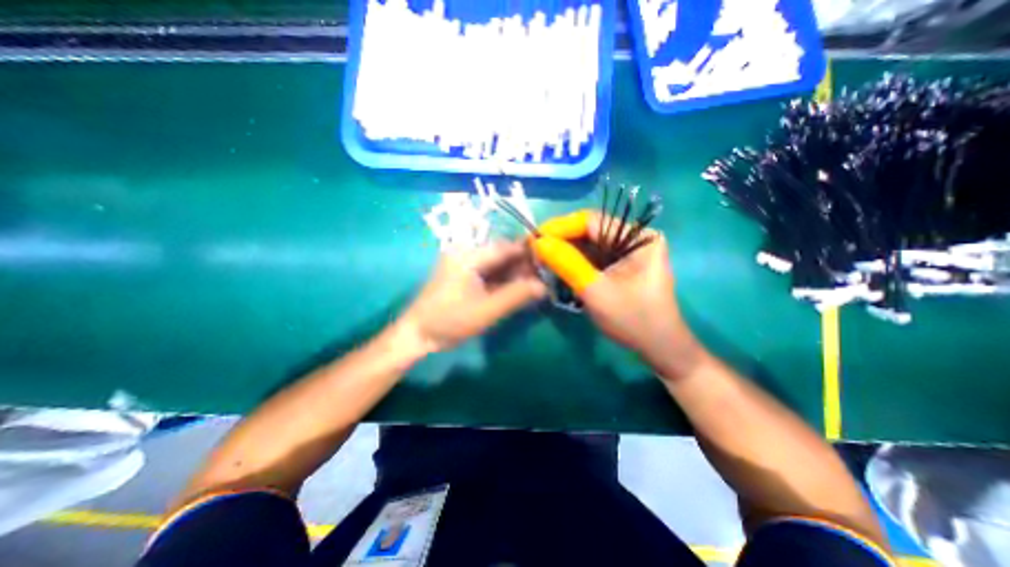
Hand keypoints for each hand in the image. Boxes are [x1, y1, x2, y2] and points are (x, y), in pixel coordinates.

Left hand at [400, 238, 547, 354]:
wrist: (417, 334)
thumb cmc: (450, 321)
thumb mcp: (487, 311)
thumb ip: (516, 296)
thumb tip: (543, 286)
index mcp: (468, 257)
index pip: (505, 248)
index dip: (528, 253)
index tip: (548, 260)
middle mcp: (465, 254)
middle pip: (501, 254)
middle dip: (523, 265)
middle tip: (543, 277)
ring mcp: (462, 263)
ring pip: (496, 263)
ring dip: (514, 273)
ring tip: (534, 283)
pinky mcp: (462, 274)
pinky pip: (488, 272)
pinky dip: (502, 279)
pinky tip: (516, 287)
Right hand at [532, 210, 702, 378]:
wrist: (659, 349)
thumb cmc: (634, 321)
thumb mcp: (596, 291)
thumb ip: (567, 264)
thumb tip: (538, 242)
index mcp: (639, 237)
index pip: (592, 221)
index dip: (560, 227)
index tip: (534, 238)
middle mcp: (634, 237)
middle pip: (589, 231)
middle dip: (560, 241)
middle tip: (534, 252)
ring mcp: (628, 252)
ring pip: (588, 244)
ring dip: (565, 252)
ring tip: (541, 261)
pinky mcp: (621, 265)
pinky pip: (592, 257)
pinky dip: (574, 262)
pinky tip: (558, 269)